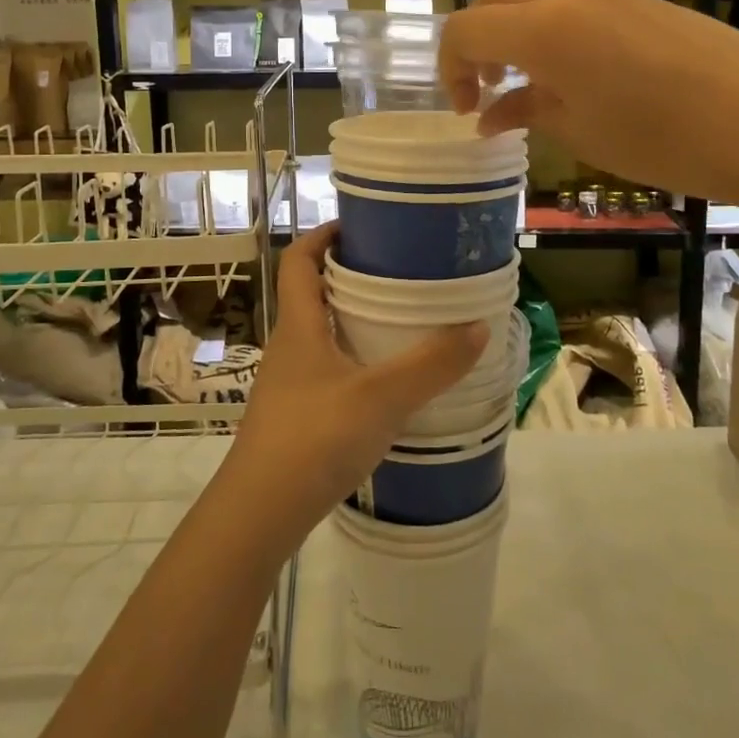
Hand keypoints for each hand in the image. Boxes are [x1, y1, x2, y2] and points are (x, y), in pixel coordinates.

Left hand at [221, 224, 487, 546]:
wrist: (260, 512)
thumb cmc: (314, 438)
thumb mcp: (381, 397)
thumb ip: (432, 364)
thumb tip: (479, 325)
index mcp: (299, 325)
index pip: (298, 259)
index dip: (323, 234)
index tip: (361, 225)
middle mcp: (289, 345)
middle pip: (311, 292)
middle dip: (349, 275)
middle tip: (397, 271)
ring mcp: (289, 383)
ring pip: (320, 333)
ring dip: (352, 319)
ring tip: (399, 320)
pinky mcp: (296, 414)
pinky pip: (326, 368)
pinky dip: (353, 359)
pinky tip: (384, 380)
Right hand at [438, 0, 738, 209]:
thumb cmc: (662, 138)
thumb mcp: (579, 132)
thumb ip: (524, 111)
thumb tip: (488, 116)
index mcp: (541, 29)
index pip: (464, 30)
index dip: (450, 69)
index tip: (466, 108)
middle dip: (475, 36)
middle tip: (489, 85)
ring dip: (509, 22)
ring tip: (526, 76)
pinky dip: (546, 19)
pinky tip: (569, 67)